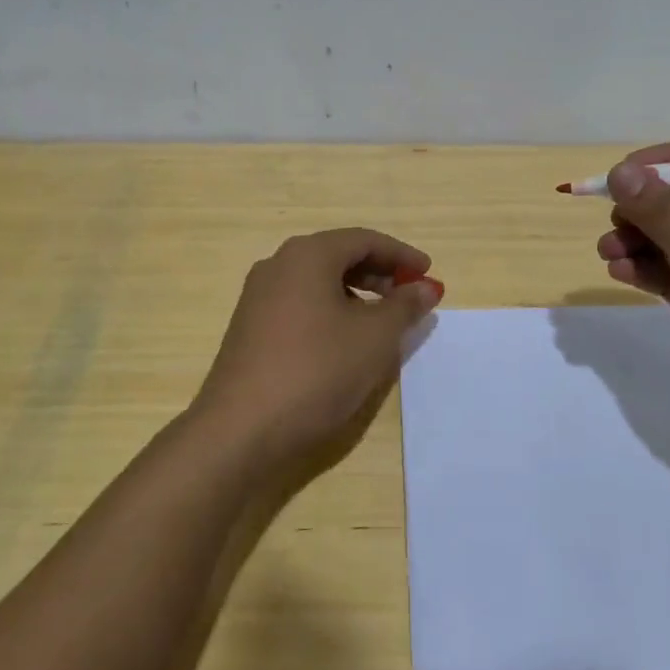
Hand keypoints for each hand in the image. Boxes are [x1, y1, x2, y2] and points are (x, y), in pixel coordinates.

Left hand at [192, 227, 442, 470]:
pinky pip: (300, 304)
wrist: (241, 430)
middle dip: (379, 274)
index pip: (364, 240)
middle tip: (410, 298)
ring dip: (356, 294)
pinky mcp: (250, 327)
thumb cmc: (317, 370)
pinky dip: (331, 311)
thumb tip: (425, 287)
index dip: (402, 255)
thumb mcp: (374, 337)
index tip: (428, 274)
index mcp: (308, 255)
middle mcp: (278, 265)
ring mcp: (258, 297)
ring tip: (382, 323)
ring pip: (318, 282)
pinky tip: (345, 342)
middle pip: (339, 256)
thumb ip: (404, 306)